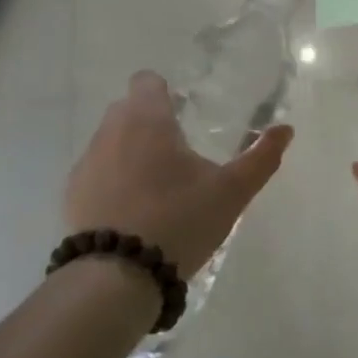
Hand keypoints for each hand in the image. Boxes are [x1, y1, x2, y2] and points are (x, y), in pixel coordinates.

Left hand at [66, 71, 293, 280]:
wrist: (116, 276)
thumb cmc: (179, 220)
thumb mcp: (231, 192)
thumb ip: (260, 158)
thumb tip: (285, 129)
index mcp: (148, 120)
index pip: (147, 81)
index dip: (165, 91)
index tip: (184, 112)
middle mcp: (111, 131)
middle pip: (128, 108)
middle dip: (150, 121)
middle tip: (179, 152)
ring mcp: (87, 163)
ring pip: (110, 140)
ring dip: (130, 150)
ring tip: (157, 186)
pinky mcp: (72, 194)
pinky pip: (96, 172)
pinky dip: (112, 180)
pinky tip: (132, 211)